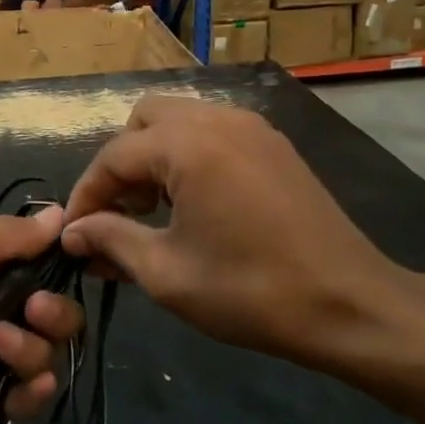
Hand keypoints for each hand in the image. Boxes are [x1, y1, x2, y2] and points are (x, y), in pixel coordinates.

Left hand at [0, 209, 85, 421]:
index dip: (62, 266)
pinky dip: (31, 393)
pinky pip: (19, 393)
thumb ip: (4, 235)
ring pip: (41, 350)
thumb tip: (61, 214)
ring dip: (34, 350)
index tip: (74, 269)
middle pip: (51, 309)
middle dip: (56, 313)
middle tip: (34, 313)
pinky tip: (24, 389)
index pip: (41, 259)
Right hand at [61, 96, 419, 371]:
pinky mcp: (273, 144)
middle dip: (120, 165)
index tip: (73, 233)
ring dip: (153, 158)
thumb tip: (73, 232)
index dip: (86, 195)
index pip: (113, 157)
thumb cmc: (251, 291)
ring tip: (151, 212)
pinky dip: (187, 157)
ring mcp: (250, 127)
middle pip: (143, 121)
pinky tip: (193, 205)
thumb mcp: (167, 272)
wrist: (352, 304)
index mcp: (187, 144)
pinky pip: (211, 132)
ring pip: (178, 121)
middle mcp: (216, 119)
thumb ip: (111, 240)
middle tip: (117, 214)